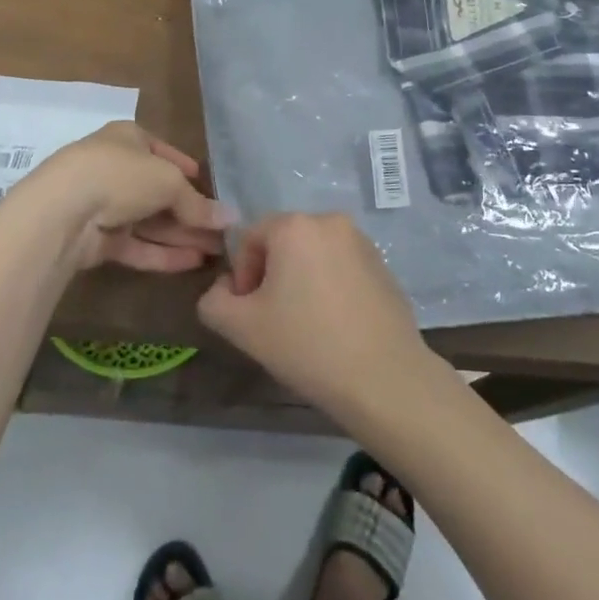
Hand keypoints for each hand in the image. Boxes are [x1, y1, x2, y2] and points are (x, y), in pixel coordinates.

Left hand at [3, 121, 230, 273]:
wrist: (62, 212)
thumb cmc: (120, 175)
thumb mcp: (169, 181)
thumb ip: (197, 203)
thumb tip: (230, 218)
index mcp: (127, 138)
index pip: (161, 151)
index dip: (185, 167)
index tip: (207, 183)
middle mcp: (114, 168)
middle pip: (158, 191)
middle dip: (191, 211)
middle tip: (222, 230)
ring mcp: (103, 205)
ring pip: (149, 221)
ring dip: (182, 235)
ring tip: (216, 251)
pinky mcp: (96, 240)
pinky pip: (136, 245)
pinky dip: (163, 253)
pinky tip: (193, 262)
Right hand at [198, 212, 436, 423]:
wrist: (384, 378)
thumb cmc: (307, 345)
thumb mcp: (241, 327)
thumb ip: (214, 300)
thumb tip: (225, 288)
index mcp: (295, 226)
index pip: (250, 238)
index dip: (242, 276)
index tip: (251, 314)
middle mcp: (330, 221)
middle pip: (283, 243)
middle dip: (272, 276)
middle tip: (275, 320)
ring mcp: (362, 241)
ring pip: (313, 255)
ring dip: (301, 281)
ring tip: (306, 325)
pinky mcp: (383, 264)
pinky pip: (341, 267)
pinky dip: (330, 287)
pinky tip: (335, 325)